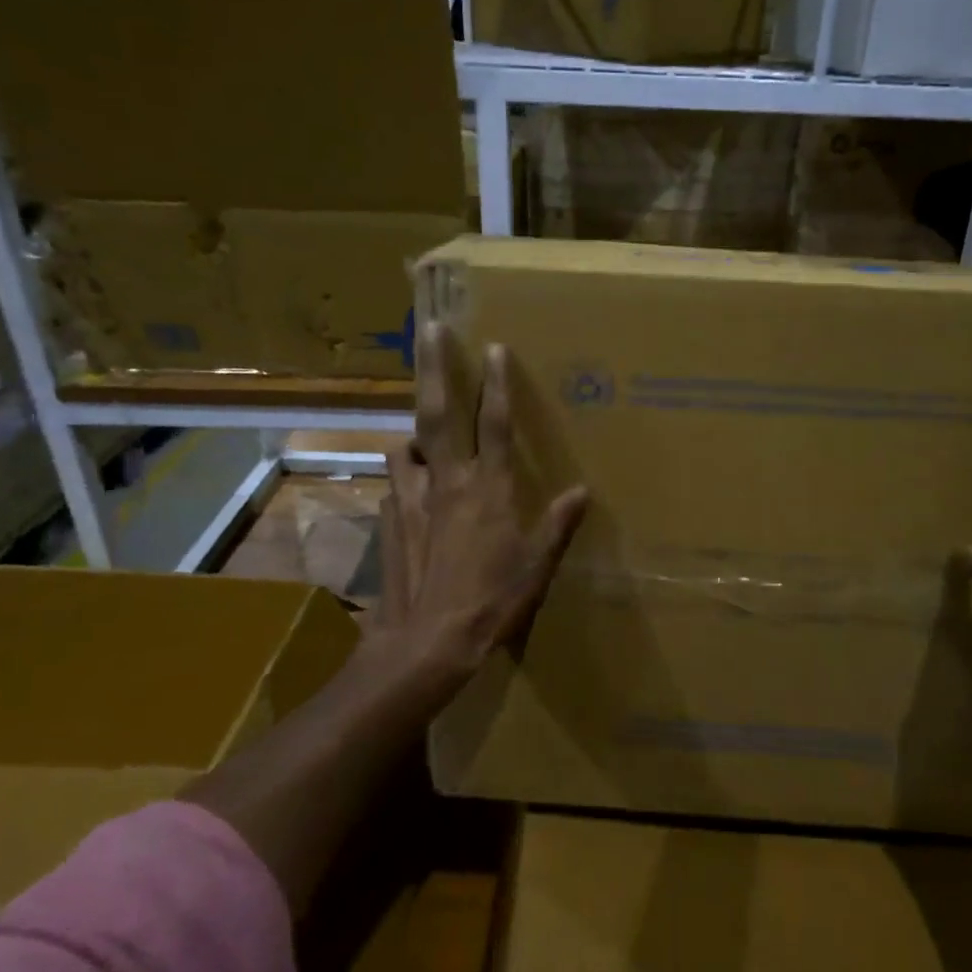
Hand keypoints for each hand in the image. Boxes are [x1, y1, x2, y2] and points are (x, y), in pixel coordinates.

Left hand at [373, 324, 588, 693]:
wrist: (427, 642)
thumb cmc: (492, 601)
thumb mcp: (537, 565)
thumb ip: (557, 524)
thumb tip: (582, 492)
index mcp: (489, 488)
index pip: (496, 423)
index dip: (497, 383)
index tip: (493, 345)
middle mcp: (448, 482)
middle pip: (439, 413)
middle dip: (435, 367)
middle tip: (429, 329)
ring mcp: (412, 499)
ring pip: (406, 446)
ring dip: (414, 432)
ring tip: (421, 432)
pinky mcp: (389, 520)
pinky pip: (396, 486)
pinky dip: (405, 479)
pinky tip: (411, 494)